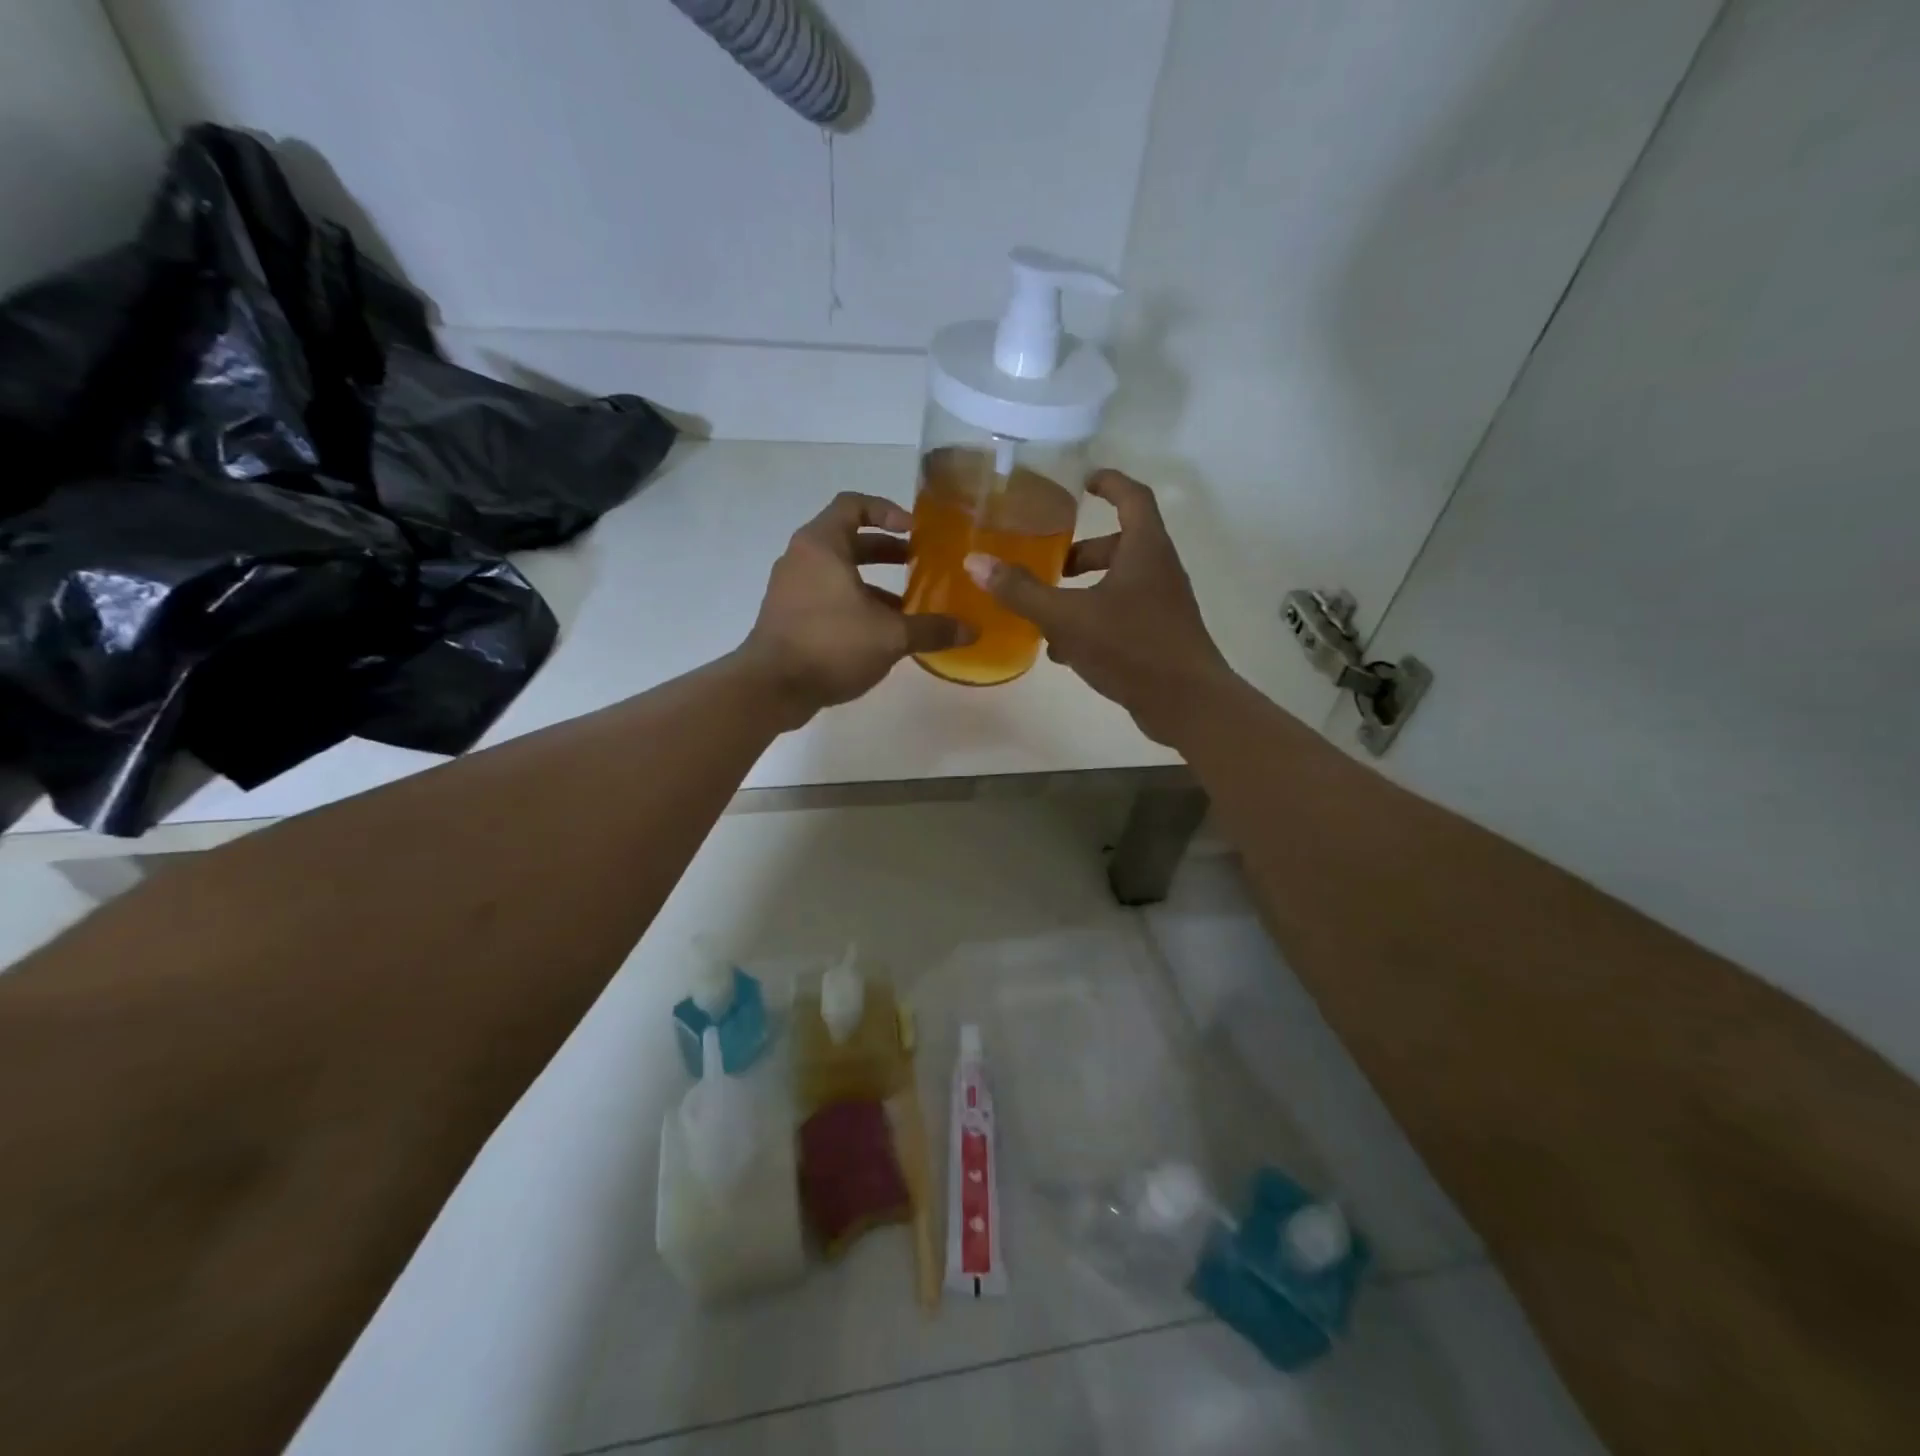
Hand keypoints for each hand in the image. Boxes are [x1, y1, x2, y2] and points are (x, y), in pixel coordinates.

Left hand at [743, 492, 971, 726]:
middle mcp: (802, 558)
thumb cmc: (830, 644)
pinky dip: (855, 604)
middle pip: (848, 540)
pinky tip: (881, 633)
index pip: (854, 505)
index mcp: (822, 545)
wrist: (772, 687)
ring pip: (839, 573)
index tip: (915, 531)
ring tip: (907, 605)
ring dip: (873, 583)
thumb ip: (931, 629)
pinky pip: (827, 597)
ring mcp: (791, 589)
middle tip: (918, 563)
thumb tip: (972, 630)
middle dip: (886, 550)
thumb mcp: (890, 636)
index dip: (887, 511)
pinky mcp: (789, 616)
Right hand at [965, 470, 1233, 744]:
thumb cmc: (1131, 647)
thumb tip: (976, 562)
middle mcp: (1158, 571)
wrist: (1187, 704)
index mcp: (1145, 549)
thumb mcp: (1068, 617)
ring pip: (1117, 585)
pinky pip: (1119, 617)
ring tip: (1044, 610)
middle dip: (1081, 552)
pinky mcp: (1157, 637)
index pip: (1132, 497)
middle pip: (1119, 545)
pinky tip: (1063, 650)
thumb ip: (1023, 591)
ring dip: (1082, 592)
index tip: (1082, 481)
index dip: (1109, 483)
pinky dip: (1091, 622)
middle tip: (1048, 562)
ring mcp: (1161, 606)